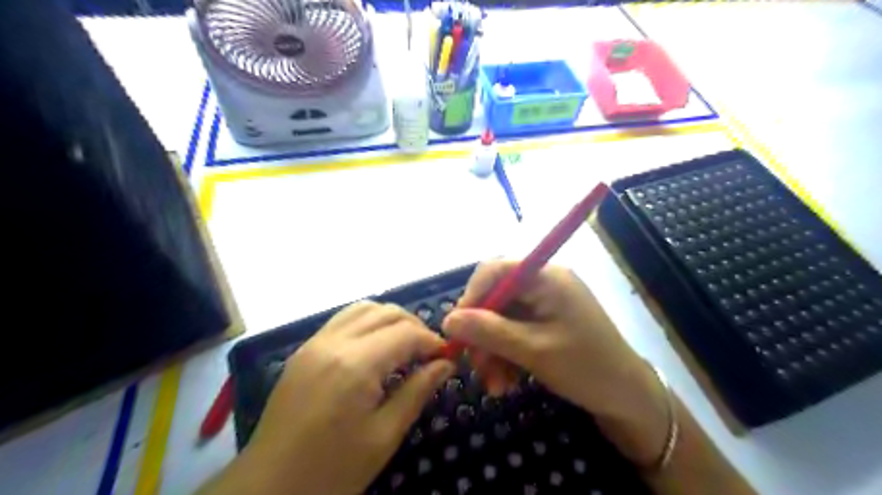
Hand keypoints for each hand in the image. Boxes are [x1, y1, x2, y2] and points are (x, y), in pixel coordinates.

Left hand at [245, 301, 458, 494]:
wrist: (268, 488)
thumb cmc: (332, 470)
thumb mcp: (384, 435)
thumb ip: (418, 391)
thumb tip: (446, 364)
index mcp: (355, 364)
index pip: (406, 332)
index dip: (432, 340)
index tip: (447, 356)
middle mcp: (334, 342)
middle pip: (386, 312)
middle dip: (414, 326)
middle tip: (429, 353)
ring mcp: (315, 342)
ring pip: (363, 309)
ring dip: (390, 320)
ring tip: (404, 346)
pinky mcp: (304, 350)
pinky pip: (343, 320)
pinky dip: (367, 323)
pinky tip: (375, 347)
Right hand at [440, 260, 668, 465]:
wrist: (628, 397)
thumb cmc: (586, 368)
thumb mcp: (534, 351)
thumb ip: (490, 332)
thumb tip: (448, 320)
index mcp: (547, 277)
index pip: (496, 269)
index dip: (472, 295)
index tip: (457, 328)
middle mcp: (544, 283)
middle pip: (496, 297)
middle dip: (482, 334)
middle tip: (475, 368)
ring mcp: (545, 303)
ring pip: (502, 319)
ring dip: (492, 351)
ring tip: (495, 386)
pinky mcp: (546, 321)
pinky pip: (514, 331)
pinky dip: (505, 355)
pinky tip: (506, 382)